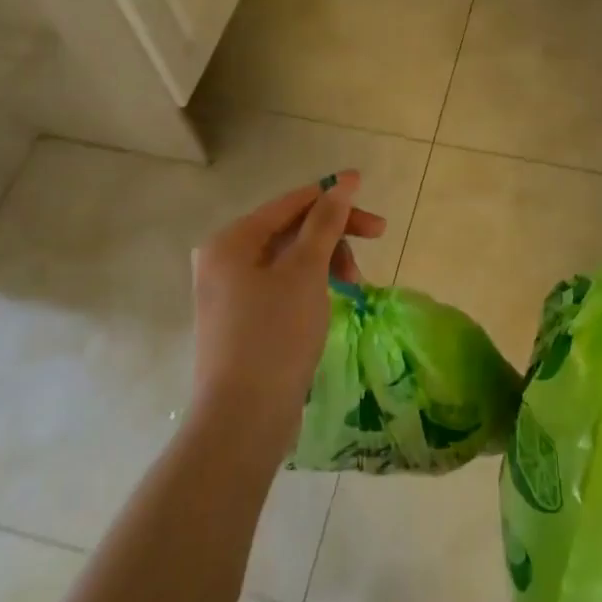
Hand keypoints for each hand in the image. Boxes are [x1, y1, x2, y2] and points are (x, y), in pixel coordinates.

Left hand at [190, 171, 385, 456]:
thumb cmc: (276, 334)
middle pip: (290, 229)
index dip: (332, 194)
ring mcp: (230, 292)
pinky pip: (281, 284)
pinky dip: (311, 284)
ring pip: (289, 258)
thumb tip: (343, 184)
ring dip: (326, 260)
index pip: (290, 202)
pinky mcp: (241, 320)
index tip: (367, 189)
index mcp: (231, 240)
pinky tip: (333, 299)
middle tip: (378, 239)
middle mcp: (223, 260)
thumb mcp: (306, 271)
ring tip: (354, 284)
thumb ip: (325, 223)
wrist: (243, 417)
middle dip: (334, 233)